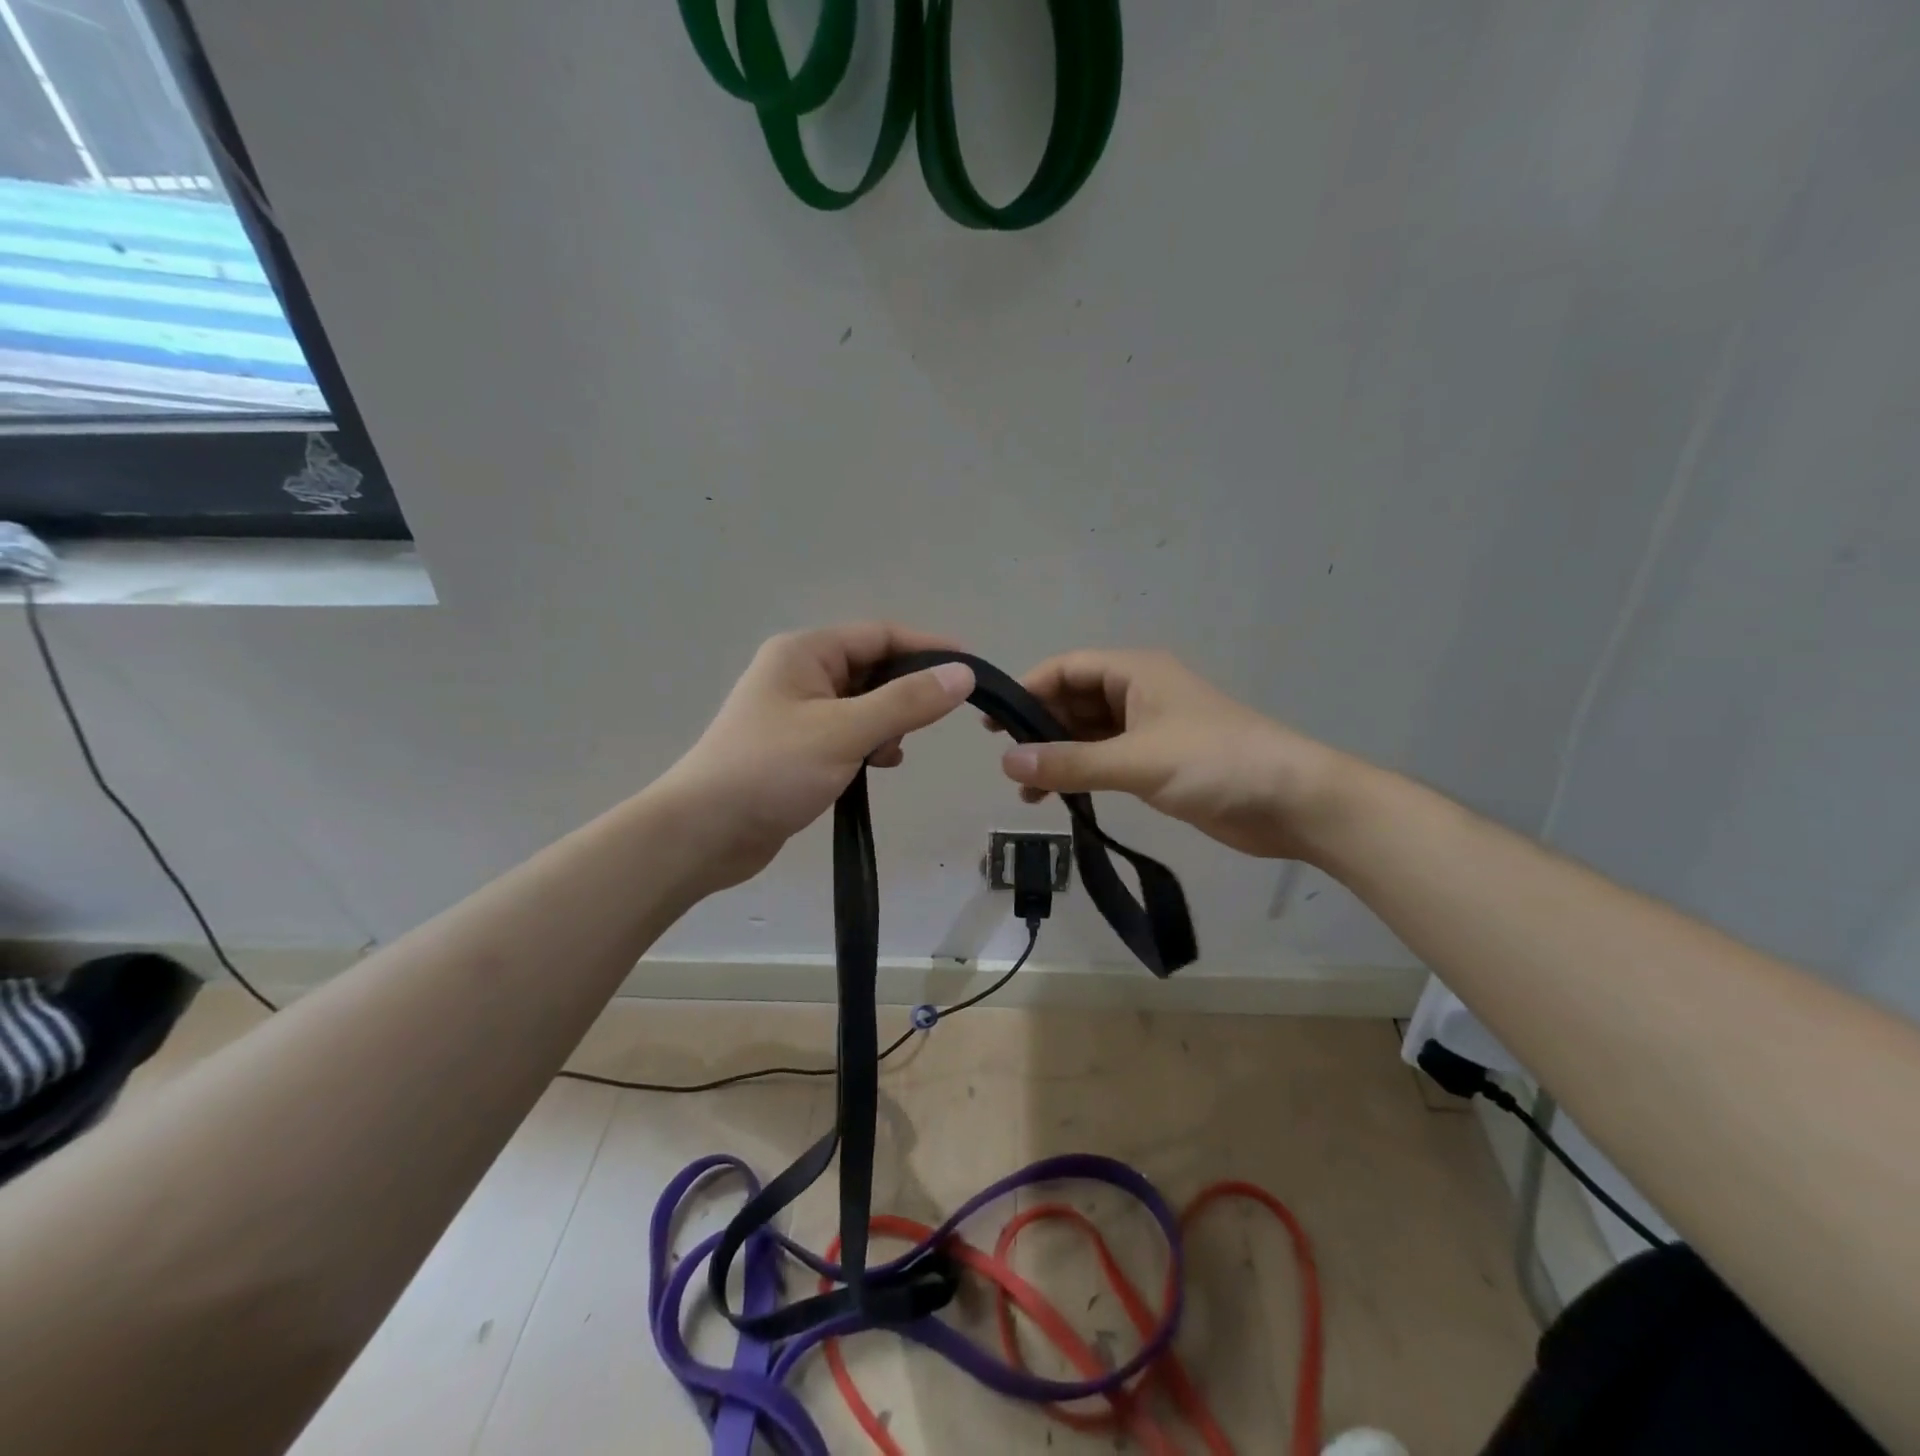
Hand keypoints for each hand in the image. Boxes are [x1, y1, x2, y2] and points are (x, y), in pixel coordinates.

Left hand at [662, 623, 974, 891]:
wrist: (703, 834)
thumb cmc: (771, 770)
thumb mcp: (844, 732)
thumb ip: (906, 702)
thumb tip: (962, 674)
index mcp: (804, 653)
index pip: (880, 635)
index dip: (927, 648)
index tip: (971, 668)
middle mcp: (799, 673)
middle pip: (872, 668)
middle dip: (906, 692)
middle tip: (935, 721)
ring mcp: (795, 712)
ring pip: (862, 704)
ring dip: (888, 723)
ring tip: (893, 753)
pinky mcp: (796, 747)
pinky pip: (847, 733)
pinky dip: (869, 744)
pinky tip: (878, 766)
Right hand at [993, 649, 1352, 861]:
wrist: (1292, 801)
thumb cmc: (1215, 763)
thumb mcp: (1136, 761)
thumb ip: (1070, 763)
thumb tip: (1006, 763)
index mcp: (1135, 673)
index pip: (1065, 669)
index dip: (1027, 691)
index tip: (993, 726)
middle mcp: (1138, 693)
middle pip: (1073, 700)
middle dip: (1039, 729)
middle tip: (1007, 763)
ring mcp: (1149, 728)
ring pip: (1088, 733)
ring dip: (1058, 756)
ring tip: (1027, 792)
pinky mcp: (1159, 762)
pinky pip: (1107, 759)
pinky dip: (1082, 773)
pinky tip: (1061, 798)